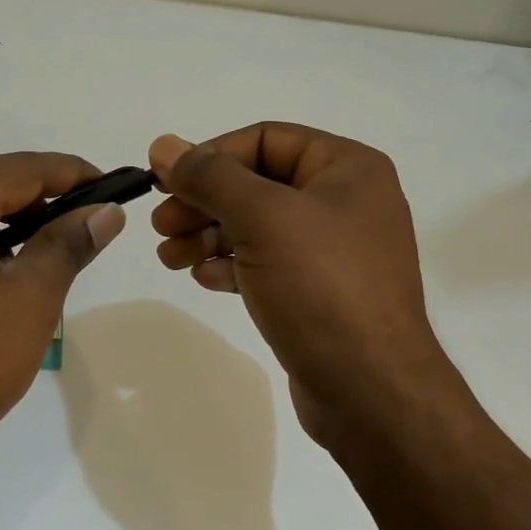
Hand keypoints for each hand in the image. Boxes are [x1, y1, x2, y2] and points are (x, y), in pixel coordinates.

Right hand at [147, 125, 457, 454]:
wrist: (369, 389)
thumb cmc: (321, 286)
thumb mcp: (262, 218)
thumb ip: (210, 177)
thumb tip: (164, 145)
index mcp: (347, 168)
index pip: (265, 139)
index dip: (210, 155)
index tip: (163, 180)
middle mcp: (345, 202)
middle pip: (258, 184)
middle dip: (204, 202)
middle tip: (161, 225)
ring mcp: (333, 251)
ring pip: (258, 227)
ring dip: (209, 236)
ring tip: (170, 258)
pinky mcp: (319, 293)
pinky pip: (267, 264)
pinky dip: (232, 266)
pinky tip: (204, 279)